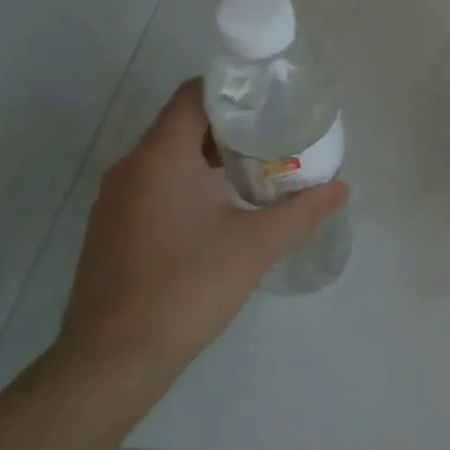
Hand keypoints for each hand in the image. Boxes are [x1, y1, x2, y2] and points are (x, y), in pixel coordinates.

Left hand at [53, 77, 348, 404]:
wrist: (113, 360)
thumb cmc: (188, 287)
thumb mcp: (256, 246)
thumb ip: (302, 211)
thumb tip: (341, 188)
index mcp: (161, 156)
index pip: (193, 95)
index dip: (231, 90)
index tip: (268, 101)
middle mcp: (130, 167)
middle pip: (180, 125)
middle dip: (227, 127)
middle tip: (272, 137)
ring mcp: (113, 200)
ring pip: (164, 157)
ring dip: (205, 158)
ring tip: (251, 172)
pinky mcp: (108, 229)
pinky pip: (150, 186)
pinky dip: (183, 183)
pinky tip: (215, 213)